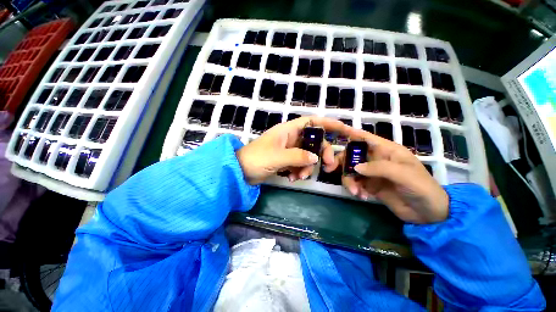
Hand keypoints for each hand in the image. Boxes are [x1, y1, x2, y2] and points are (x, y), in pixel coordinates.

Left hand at [236, 116, 349, 184]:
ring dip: (308, 167)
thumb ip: (298, 156)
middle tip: (328, 167)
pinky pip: (300, 164)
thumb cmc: (256, 159)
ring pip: (308, 155)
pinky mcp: (286, 160)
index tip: (344, 130)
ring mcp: (289, 150)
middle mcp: (291, 138)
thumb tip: (316, 158)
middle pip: (314, 142)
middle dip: (322, 154)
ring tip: (299, 177)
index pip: (312, 121)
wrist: (240, 171)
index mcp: (288, 130)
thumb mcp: (278, 157)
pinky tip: (292, 179)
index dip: (328, 124)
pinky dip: (299, 172)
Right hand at [338, 129, 448, 223]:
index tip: (335, 131)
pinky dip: (354, 188)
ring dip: (348, 180)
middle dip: (340, 161)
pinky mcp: (369, 185)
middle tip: (330, 169)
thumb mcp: (404, 175)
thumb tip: (355, 168)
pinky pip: (354, 183)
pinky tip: (361, 196)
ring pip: (350, 170)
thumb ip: (379, 168)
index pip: (364, 137)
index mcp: (385, 150)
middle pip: (351, 154)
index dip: (350, 132)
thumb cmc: (422, 188)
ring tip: (355, 192)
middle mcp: (375, 159)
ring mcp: (371, 173)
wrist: (428, 213)